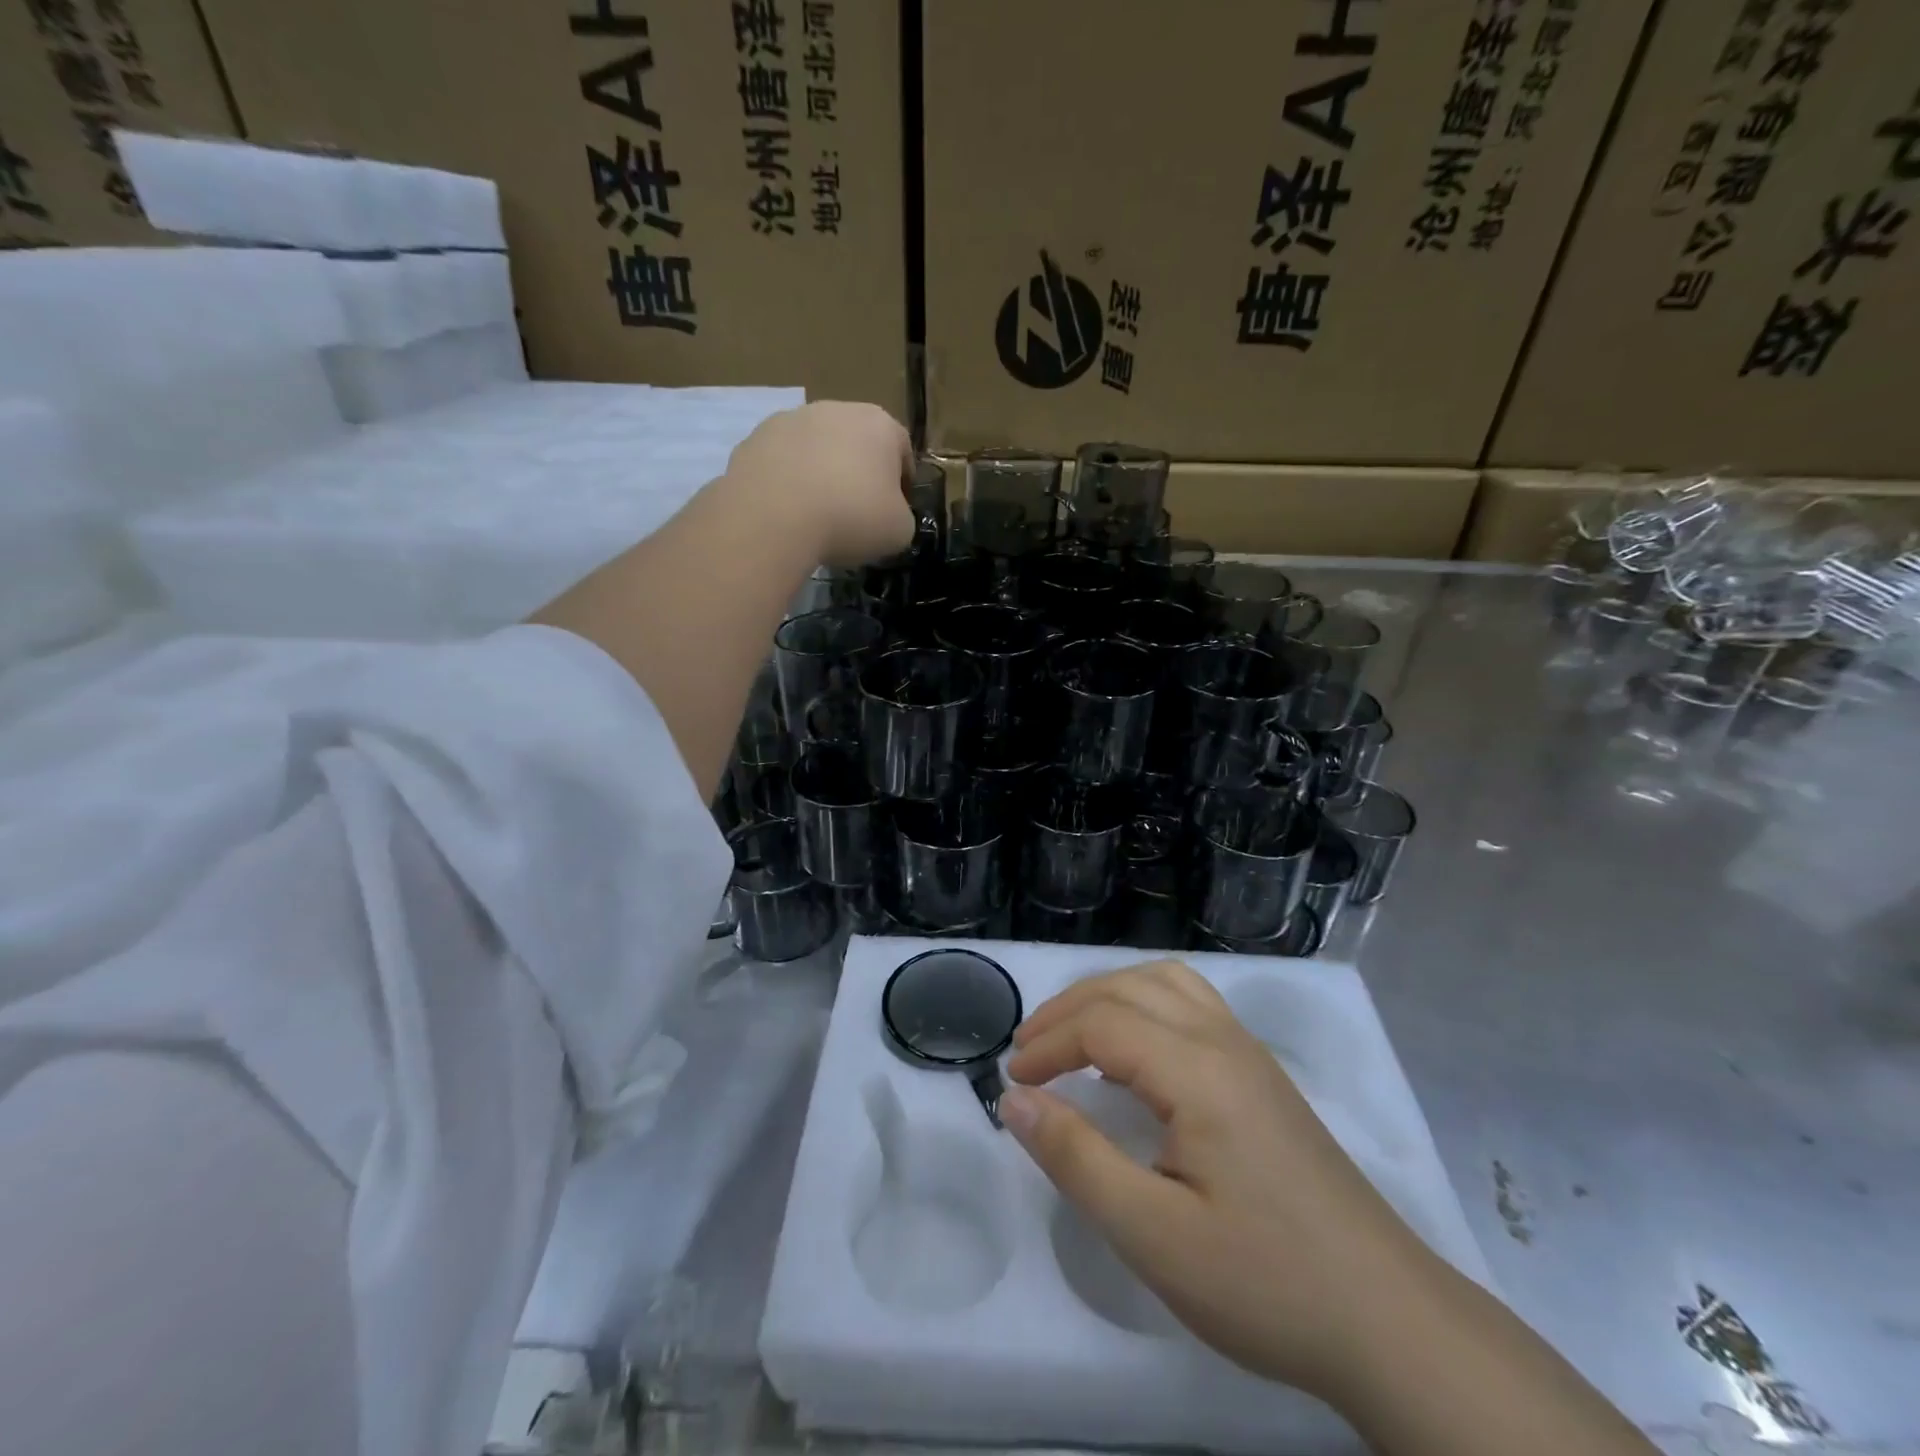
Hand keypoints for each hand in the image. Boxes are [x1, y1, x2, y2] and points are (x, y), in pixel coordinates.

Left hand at [725, 401, 915, 567]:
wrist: (774, 517)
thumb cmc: (852, 517)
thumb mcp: (900, 530)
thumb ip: (902, 516)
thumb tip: (889, 515)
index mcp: (880, 425)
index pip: (902, 451)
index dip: (902, 484)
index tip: (894, 512)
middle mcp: (836, 410)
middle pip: (856, 444)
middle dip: (858, 474)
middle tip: (855, 514)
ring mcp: (790, 420)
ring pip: (816, 449)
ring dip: (820, 474)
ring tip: (816, 515)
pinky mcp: (754, 439)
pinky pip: (781, 463)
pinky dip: (787, 483)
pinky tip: (786, 513)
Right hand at [998, 960, 1438, 1402]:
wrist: (1390, 1322)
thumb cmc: (1265, 1282)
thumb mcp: (1153, 1236)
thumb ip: (1076, 1158)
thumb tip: (1014, 1100)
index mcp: (1197, 1071)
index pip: (1103, 1023)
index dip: (1048, 1044)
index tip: (1013, 1083)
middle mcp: (1224, 1041)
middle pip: (1130, 987)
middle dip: (1069, 1009)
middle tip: (1028, 1052)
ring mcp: (1250, 1053)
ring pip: (1166, 982)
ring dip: (1110, 995)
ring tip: (1075, 1035)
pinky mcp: (1264, 1075)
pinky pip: (1193, 1003)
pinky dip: (1146, 1003)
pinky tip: (1138, 1049)